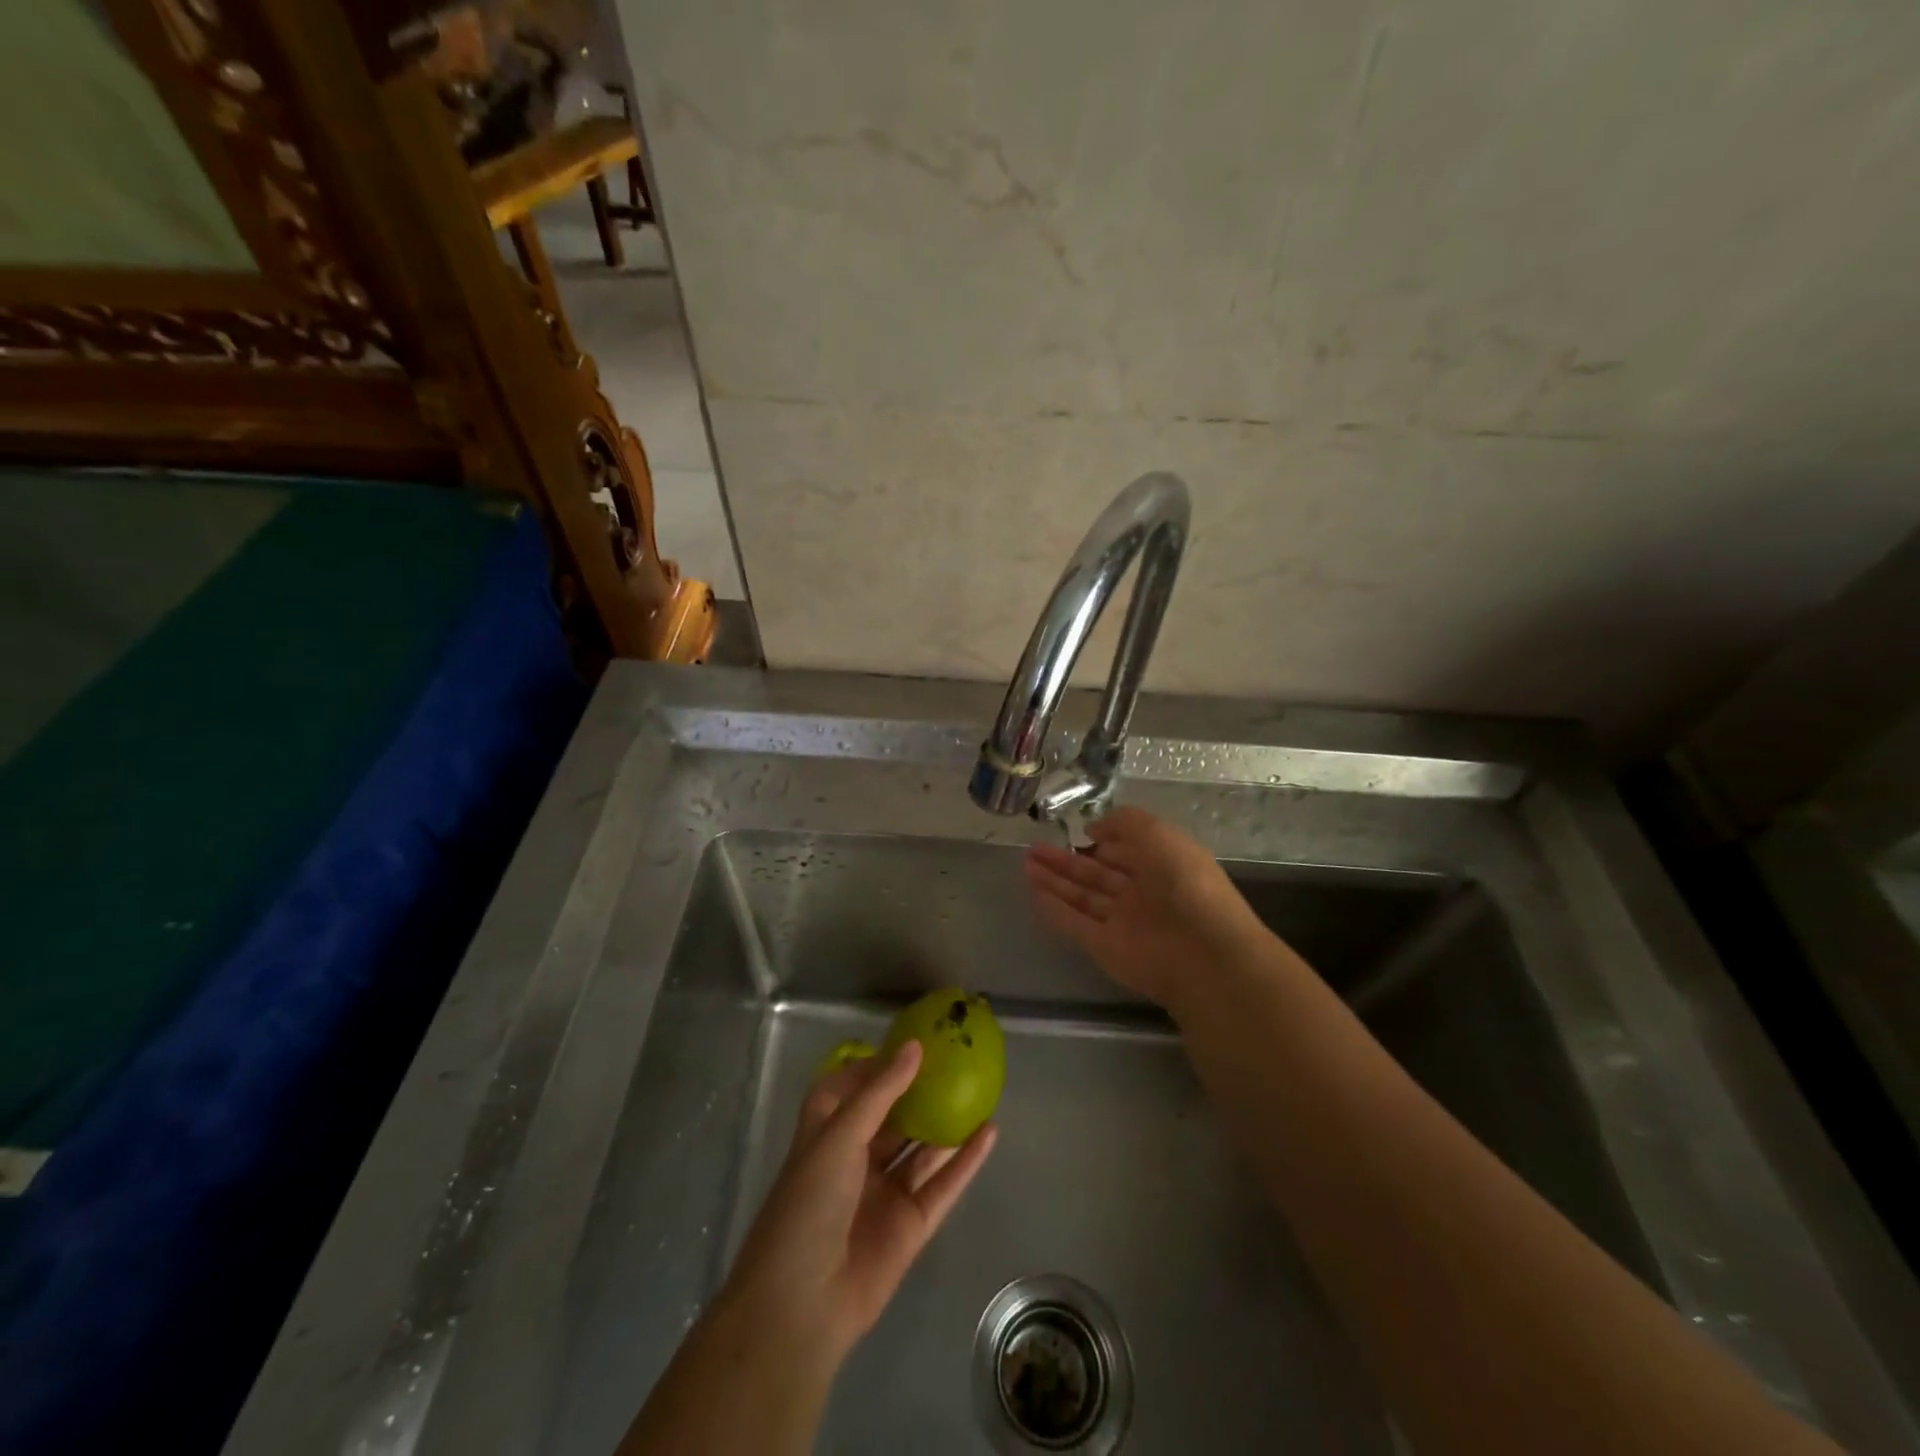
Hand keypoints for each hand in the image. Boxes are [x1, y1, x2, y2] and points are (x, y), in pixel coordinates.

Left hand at [717, 1040, 997, 1364]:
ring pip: (921, 1149)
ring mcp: (885, 1192)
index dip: (879, 1065)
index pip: (853, 1087)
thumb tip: (914, 1046)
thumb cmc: (809, 1203)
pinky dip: (966, 1160)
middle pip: (894, 1116)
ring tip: (981, 1089)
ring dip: (947, 1123)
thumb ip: (881, 1092)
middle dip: (920, 1091)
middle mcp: (856, 1157)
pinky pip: (943, 1184)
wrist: (802, 1304)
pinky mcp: (910, 1224)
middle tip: (957, 1060)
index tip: (915, 1042)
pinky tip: (990, 1133)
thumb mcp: (840, 1135)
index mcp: (828, 1132)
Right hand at [1025, 806, 1272, 1006]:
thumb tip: (1093, 828)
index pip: (1126, 850)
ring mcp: (1124, 922)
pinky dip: (1055, 910)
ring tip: (1025, 864)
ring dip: (1055, 881)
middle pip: (1098, 874)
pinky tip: (1033, 893)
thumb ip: (1124, 823)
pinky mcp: (1107, 948)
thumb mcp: (1158, 834)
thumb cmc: (1185, 884)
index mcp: (1163, 865)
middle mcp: (1143, 893)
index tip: (1073, 832)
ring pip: (1083, 898)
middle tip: (1033, 848)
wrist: (1203, 954)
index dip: (1101, 840)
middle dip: (1066, 860)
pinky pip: (1076, 924)